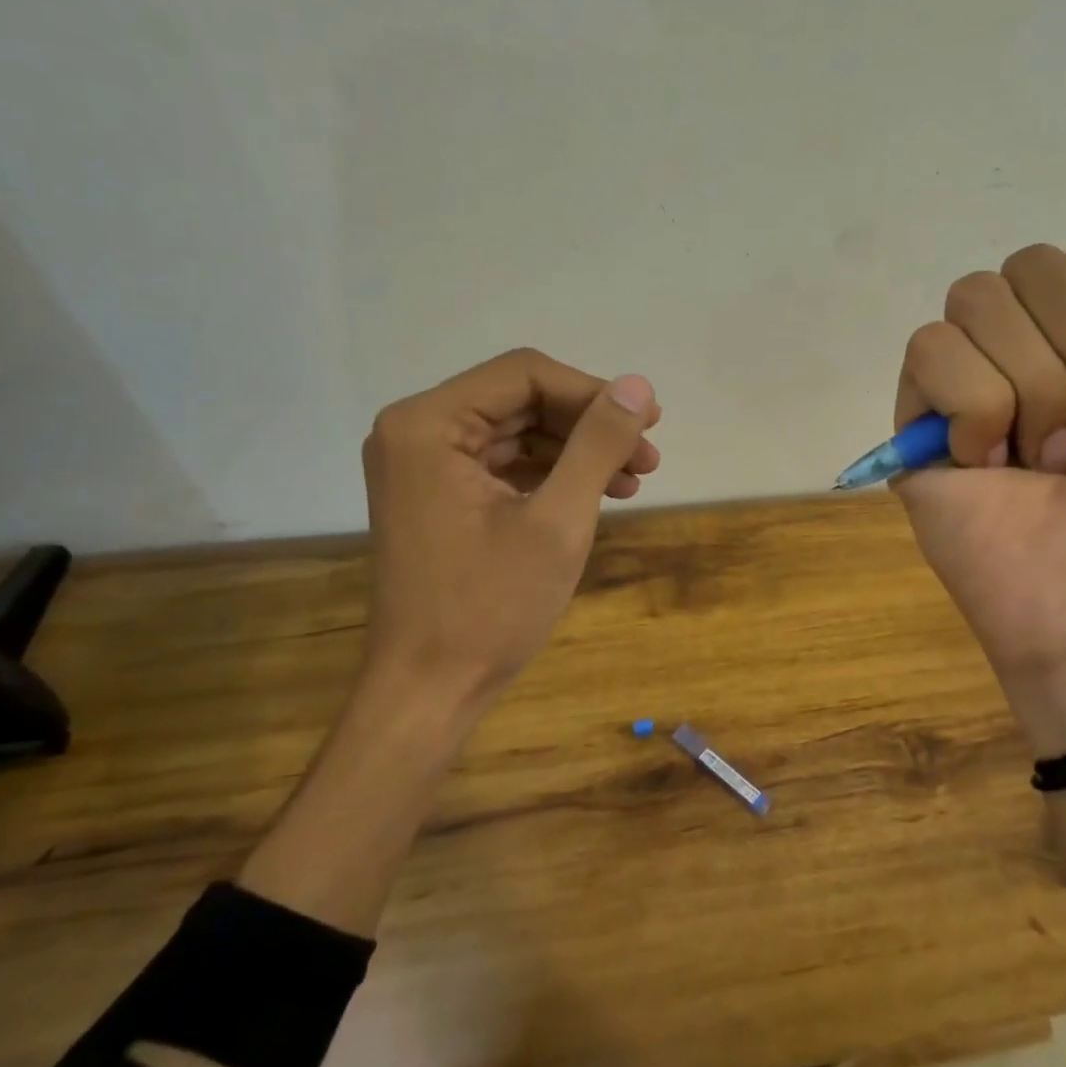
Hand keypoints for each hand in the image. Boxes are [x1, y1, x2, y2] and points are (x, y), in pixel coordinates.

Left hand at [359, 348, 660, 709]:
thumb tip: (639, 386)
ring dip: (578, 450)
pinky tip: (597, 493)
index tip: (647, 424)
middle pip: (522, 400)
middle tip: (649, 456)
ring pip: (519, 432)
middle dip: (589, 424)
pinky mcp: (438, 495)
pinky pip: (505, 464)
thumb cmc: (490, 607)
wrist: (429, 691)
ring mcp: (424, 466)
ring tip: (634, 479)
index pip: (525, 375)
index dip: (593, 393)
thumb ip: (598, 444)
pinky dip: (553, 474)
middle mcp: (417, 432)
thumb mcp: (558, 520)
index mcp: (429, 425)